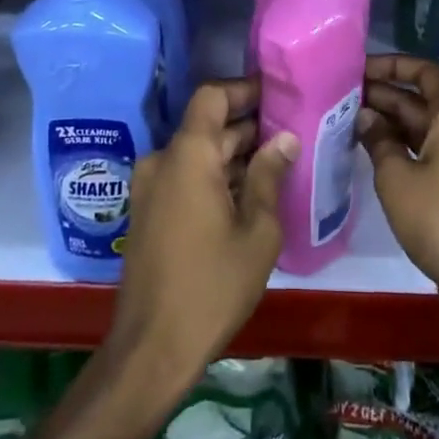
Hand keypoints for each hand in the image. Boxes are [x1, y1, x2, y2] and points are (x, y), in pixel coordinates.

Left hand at [104, 78, 294, 409]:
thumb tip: (284, 139)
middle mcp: (163, 161)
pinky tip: (248, 195)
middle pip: (207, 127)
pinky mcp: (147, 213)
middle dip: (248, 127)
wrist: (152, 348)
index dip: (243, 90)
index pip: (212, 96)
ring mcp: (150, 188)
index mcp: (188, 155)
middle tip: (291, 134)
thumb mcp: (257, 232)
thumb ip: (269, 177)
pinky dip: (214, 177)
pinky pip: (184, 178)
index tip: (277, 95)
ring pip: (197, 154)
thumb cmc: (212, 286)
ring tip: (278, 164)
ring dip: (232, 155)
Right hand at [360, 54, 438, 325]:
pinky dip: (401, 144)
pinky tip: (371, 149)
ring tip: (349, 118)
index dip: (392, 64)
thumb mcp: (396, 176)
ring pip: (423, 125)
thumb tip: (365, 116)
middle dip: (384, 93)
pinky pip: (427, 149)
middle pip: (422, 98)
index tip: (359, 68)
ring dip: (390, 120)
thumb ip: (378, 140)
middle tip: (342, 94)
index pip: (425, 71)